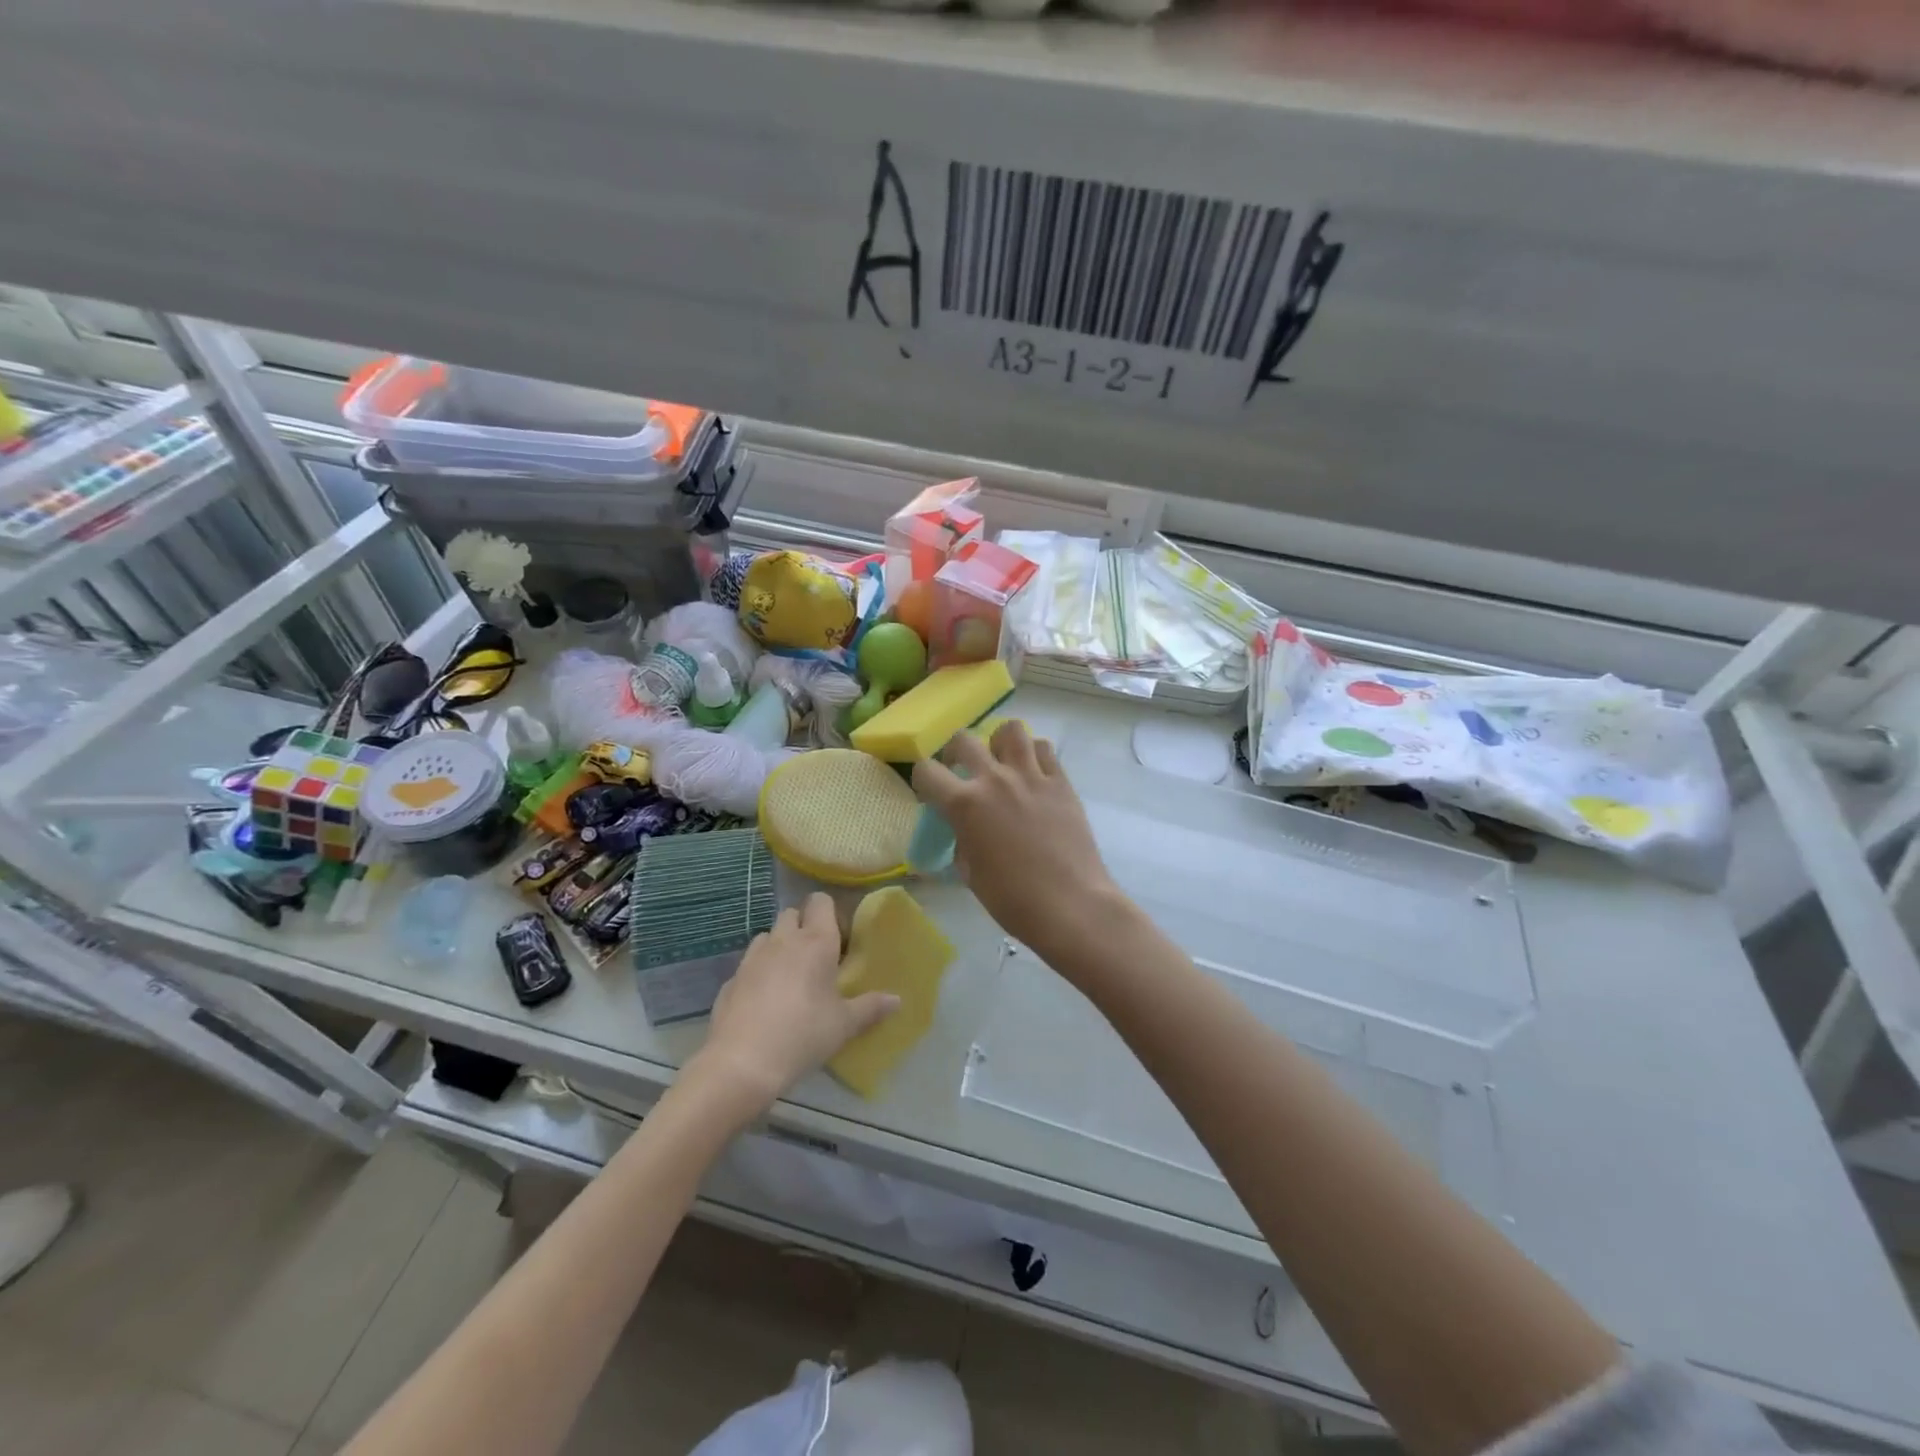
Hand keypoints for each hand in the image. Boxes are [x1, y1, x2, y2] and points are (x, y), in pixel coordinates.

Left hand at [691, 892, 898, 1114]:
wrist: (742, 1063)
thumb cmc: (803, 1035)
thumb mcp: (844, 1025)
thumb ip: (871, 1008)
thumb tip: (897, 1000)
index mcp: (816, 943)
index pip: (820, 902)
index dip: (828, 911)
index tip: (837, 935)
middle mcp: (782, 941)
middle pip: (791, 913)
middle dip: (803, 926)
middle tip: (816, 956)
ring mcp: (752, 958)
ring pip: (767, 936)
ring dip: (778, 946)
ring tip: (788, 975)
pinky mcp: (730, 979)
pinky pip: (748, 965)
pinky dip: (757, 973)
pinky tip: (763, 1001)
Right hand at [912, 721, 1121, 961]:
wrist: (1070, 905)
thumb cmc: (1013, 899)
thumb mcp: (971, 874)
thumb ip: (962, 841)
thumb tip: (965, 831)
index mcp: (965, 804)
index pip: (927, 771)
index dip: (923, 781)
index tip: (931, 794)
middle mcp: (995, 779)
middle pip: (964, 740)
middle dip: (955, 753)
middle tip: (962, 772)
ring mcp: (1032, 776)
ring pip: (1010, 730)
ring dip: (998, 743)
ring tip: (1002, 763)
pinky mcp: (1061, 782)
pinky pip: (1044, 749)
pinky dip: (1033, 755)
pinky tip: (1033, 775)